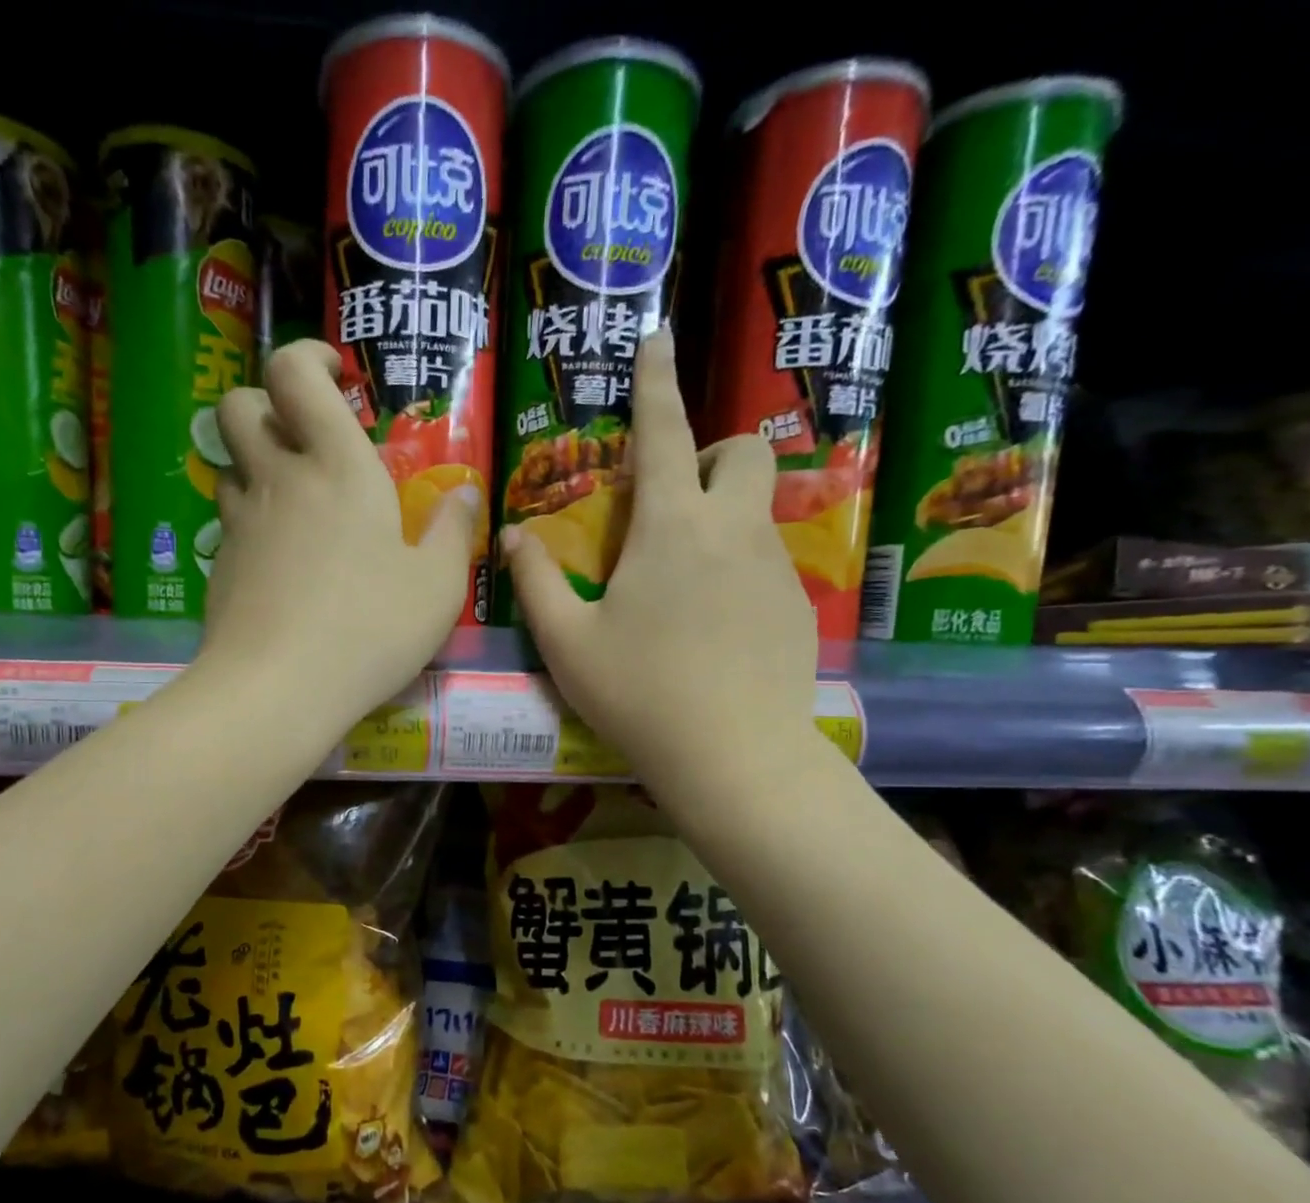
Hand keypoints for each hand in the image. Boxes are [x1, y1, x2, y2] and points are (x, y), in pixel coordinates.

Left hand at [201, 340, 480, 731]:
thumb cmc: (369, 629)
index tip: (337, 375)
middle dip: (266, 404)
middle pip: (240, 405)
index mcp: (337, 466)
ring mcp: (241, 523)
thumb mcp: (437, 587)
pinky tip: (284, 564)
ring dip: (258, 466)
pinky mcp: (221, 566)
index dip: (308, 356)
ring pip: (230, 465)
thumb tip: (465, 494)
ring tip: (298, 504)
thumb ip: (454, 532)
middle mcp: (280, 480)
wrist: (277, 689)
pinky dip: (254, 523)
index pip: (294, 372)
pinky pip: (231, 522)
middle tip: (307, 439)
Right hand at [500, 328, 818, 784]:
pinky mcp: (798, 606)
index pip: (664, 433)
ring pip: (757, 510)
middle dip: (713, 453)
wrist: (733, 756)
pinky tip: (712, 626)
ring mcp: (774, 567)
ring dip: (721, 516)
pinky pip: (767, 562)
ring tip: (681, 580)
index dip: (656, 382)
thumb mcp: (567, 642)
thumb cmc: (639, 693)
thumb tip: (512, 535)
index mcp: (671, 528)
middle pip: (744, 451)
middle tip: (672, 500)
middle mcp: (732, 531)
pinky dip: (737, 567)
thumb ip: (536, 581)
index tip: (657, 338)